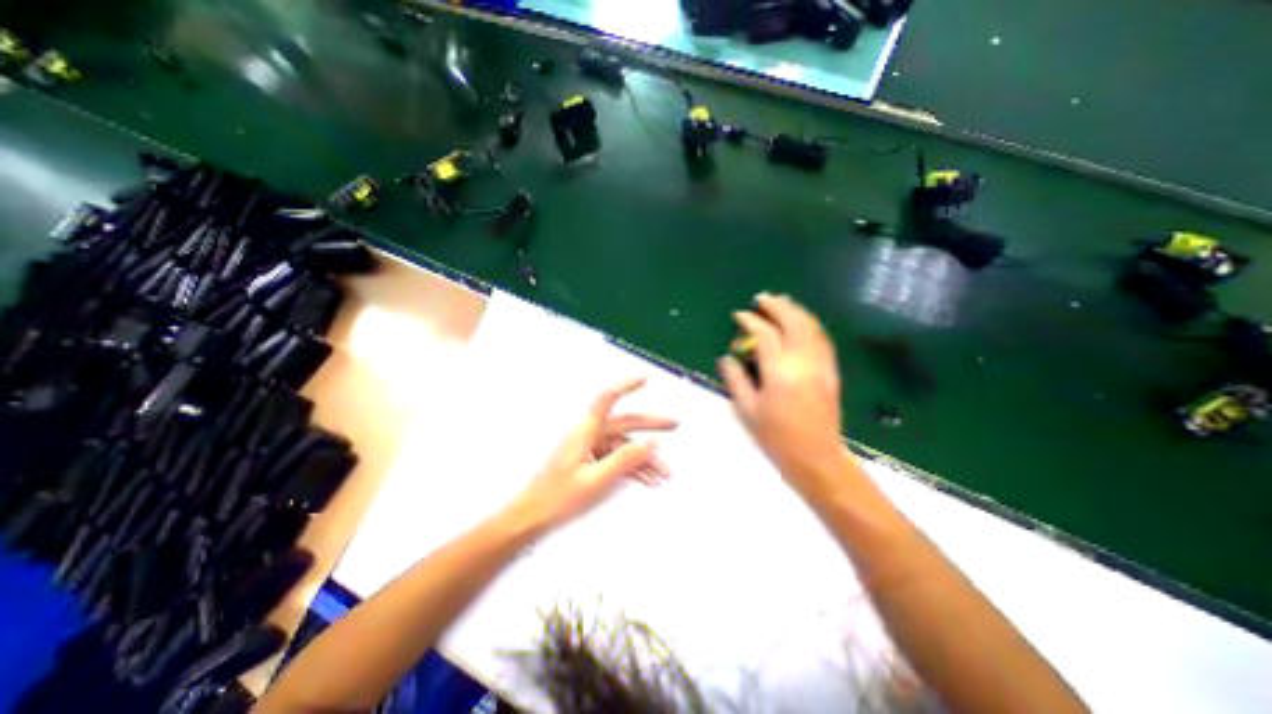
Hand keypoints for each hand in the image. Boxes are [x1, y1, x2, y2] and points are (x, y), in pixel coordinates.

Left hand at [507, 380, 674, 530]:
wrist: (532, 516)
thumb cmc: (558, 496)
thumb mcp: (596, 479)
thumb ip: (624, 459)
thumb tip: (651, 442)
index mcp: (585, 430)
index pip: (607, 399)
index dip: (626, 386)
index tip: (644, 379)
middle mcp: (589, 434)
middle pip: (624, 423)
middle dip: (650, 425)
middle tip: (674, 424)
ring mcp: (590, 448)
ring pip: (623, 446)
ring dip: (644, 458)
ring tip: (665, 472)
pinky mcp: (590, 461)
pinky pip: (617, 459)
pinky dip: (632, 468)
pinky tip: (647, 479)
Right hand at [713, 293, 842, 489]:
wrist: (816, 457)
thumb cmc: (776, 437)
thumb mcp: (747, 410)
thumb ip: (736, 379)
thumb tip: (726, 358)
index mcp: (779, 371)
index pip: (766, 334)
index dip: (751, 321)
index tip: (740, 314)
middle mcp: (804, 361)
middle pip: (793, 322)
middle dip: (777, 306)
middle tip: (762, 298)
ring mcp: (821, 365)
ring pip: (811, 327)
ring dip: (796, 310)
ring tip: (781, 302)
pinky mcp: (831, 371)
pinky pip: (822, 339)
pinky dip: (810, 324)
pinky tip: (802, 322)